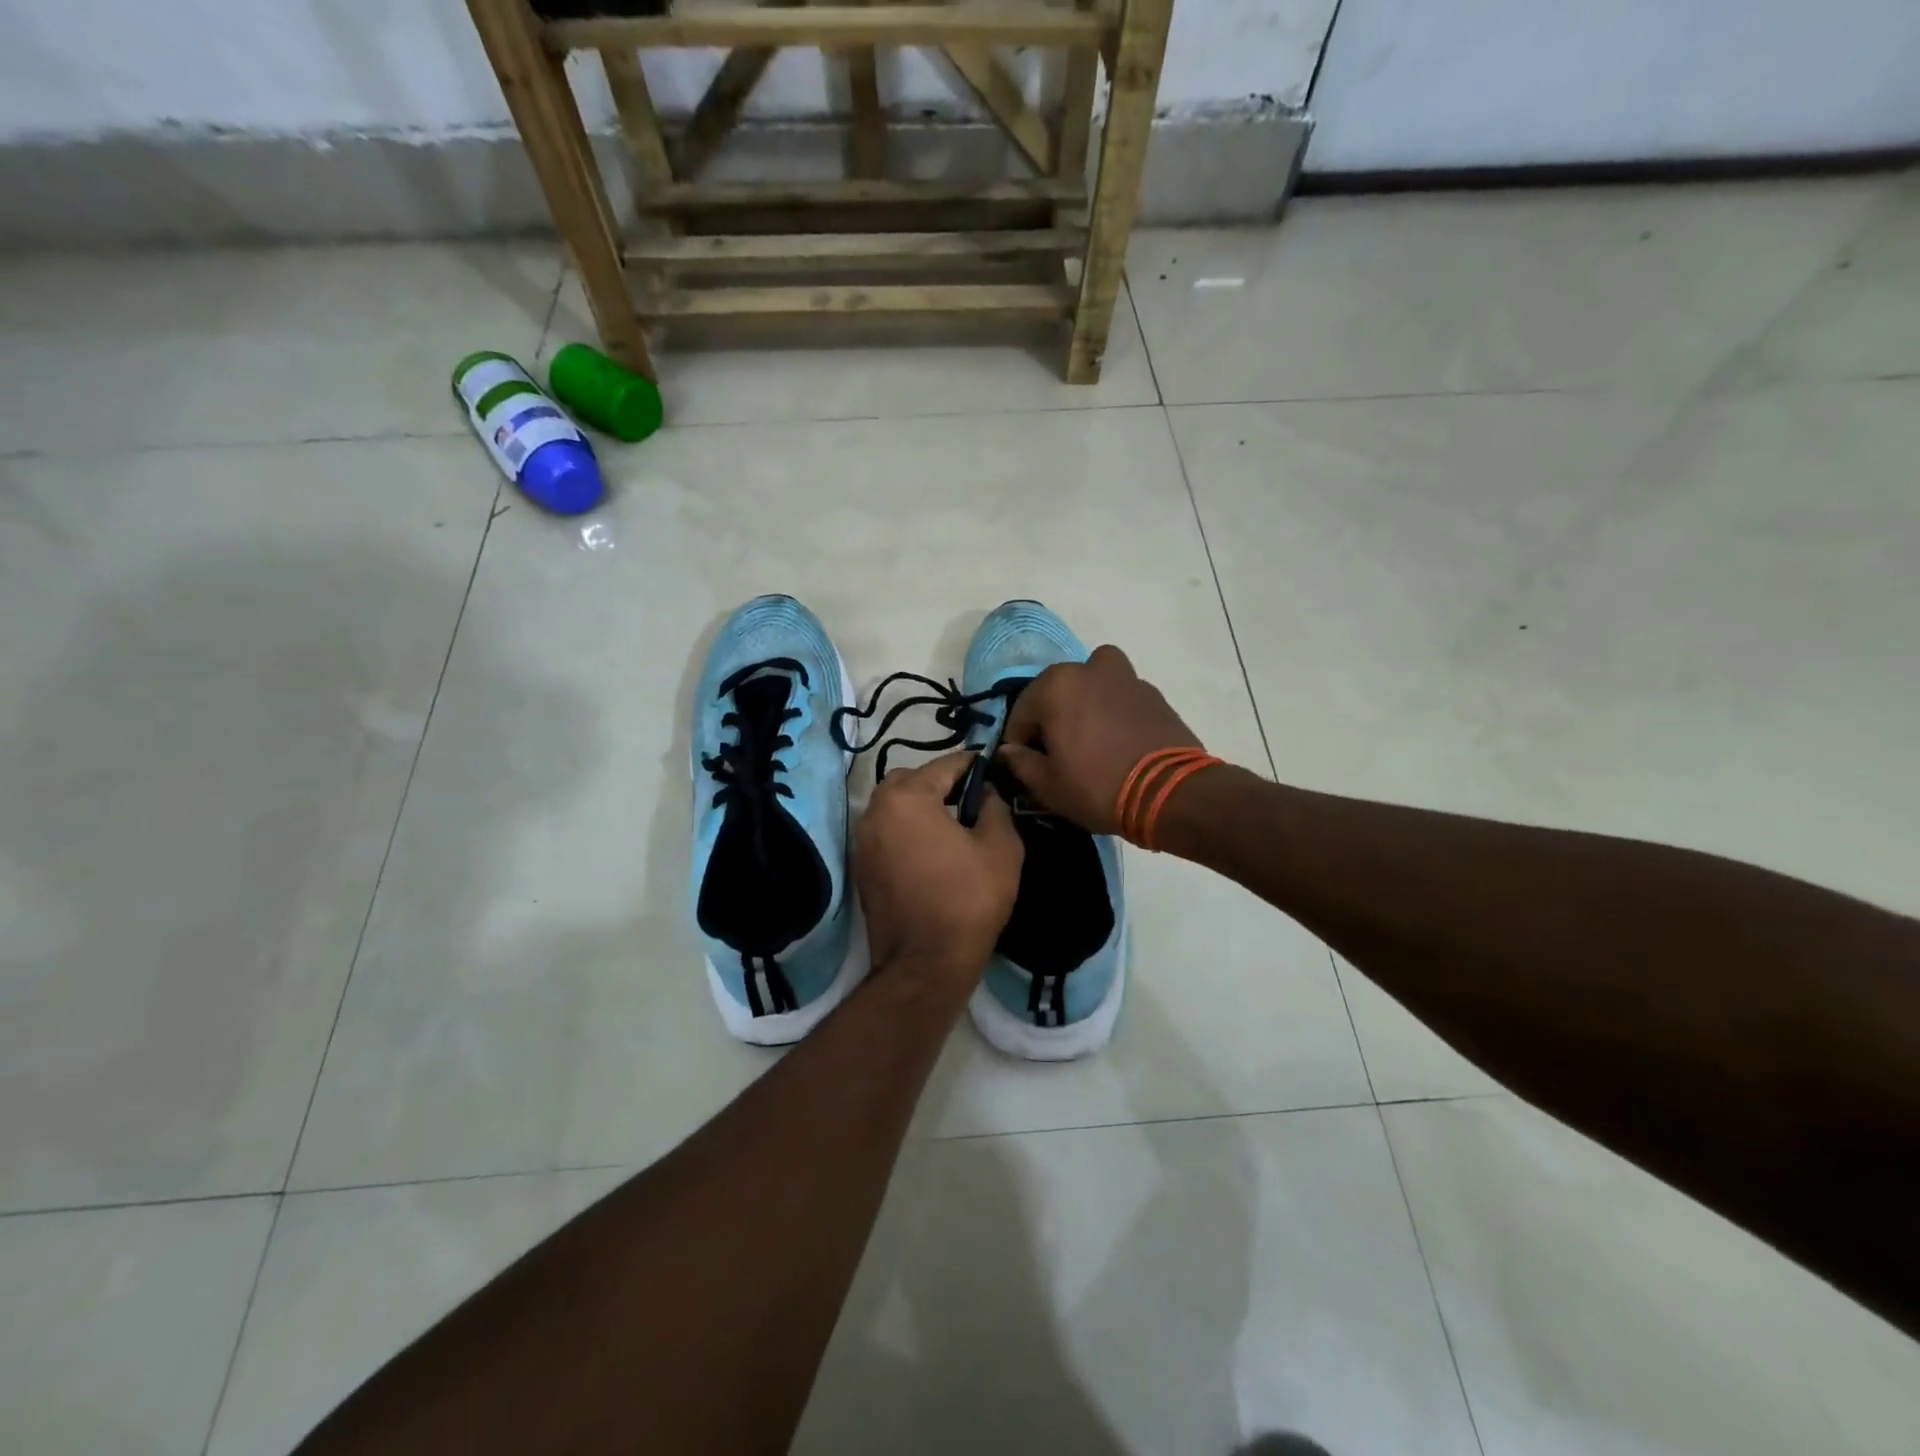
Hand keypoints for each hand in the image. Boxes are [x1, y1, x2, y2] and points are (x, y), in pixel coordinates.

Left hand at [854, 753, 1024, 980]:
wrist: (926, 964)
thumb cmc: (968, 899)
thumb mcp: (1001, 847)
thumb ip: (995, 807)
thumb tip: (986, 793)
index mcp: (907, 798)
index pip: (944, 765)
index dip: (971, 764)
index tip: (990, 768)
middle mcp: (876, 811)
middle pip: (910, 780)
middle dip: (938, 782)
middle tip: (968, 800)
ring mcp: (862, 841)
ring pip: (893, 806)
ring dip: (919, 807)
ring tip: (950, 826)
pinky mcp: (861, 868)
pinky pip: (885, 833)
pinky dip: (905, 831)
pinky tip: (930, 851)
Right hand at [998, 645, 1204, 835]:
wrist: (1169, 793)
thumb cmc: (1097, 786)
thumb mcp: (1048, 785)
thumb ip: (1020, 763)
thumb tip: (1008, 751)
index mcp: (1056, 686)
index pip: (1021, 712)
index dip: (1018, 742)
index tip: (1025, 765)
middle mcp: (1089, 669)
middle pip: (1057, 691)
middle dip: (1051, 717)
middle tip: (1057, 752)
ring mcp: (1126, 677)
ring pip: (1093, 684)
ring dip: (1085, 703)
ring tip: (1090, 736)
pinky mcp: (1154, 694)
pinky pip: (1121, 696)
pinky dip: (1113, 711)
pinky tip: (1117, 742)